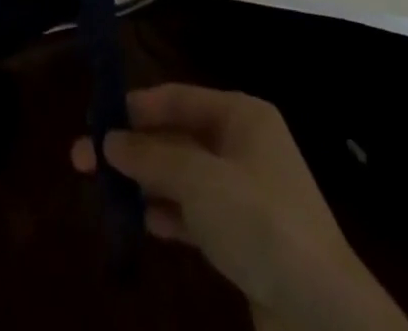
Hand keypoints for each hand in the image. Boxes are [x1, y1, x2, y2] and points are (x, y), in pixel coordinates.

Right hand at [72, 85, 407, 330]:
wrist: (325, 317)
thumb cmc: (261, 224)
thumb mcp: (199, 182)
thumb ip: (150, 158)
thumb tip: (107, 140)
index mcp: (241, 116)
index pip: (177, 98)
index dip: (134, 107)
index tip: (94, 119)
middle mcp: (243, 145)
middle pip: (176, 136)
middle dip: (132, 149)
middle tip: (82, 160)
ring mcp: (246, 192)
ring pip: (183, 176)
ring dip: (145, 182)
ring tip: (102, 192)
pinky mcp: (246, 236)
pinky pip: (197, 212)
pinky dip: (169, 214)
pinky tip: (142, 223)